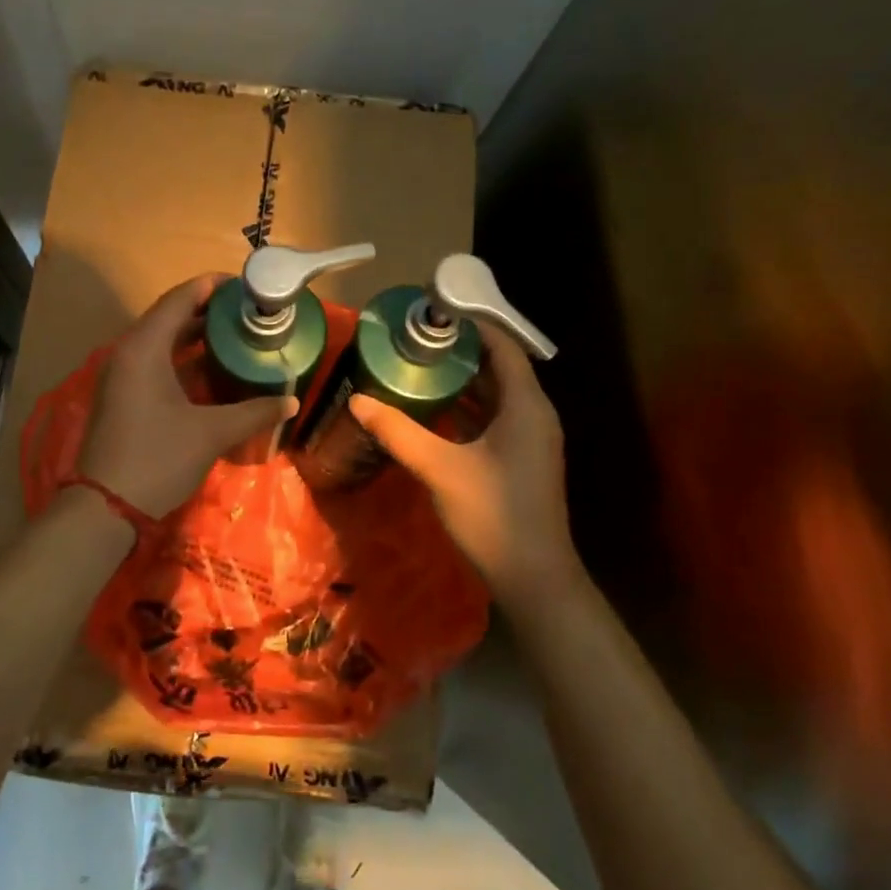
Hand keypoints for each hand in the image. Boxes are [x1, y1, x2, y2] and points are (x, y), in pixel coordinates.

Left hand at [77, 274, 297, 517]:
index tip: (245, 284)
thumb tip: (292, 402)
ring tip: (236, 334)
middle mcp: (127, 352)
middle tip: (247, 311)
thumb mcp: (211, 433)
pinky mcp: (121, 395)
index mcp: (144, 348)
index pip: (179, 299)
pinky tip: (211, 369)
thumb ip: (254, 412)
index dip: (211, 286)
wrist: (105, 507)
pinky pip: (154, 362)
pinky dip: (182, 359)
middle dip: (208, 311)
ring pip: (161, 341)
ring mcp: (121, 375)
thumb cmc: (158, 458)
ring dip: (195, 336)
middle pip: (169, 317)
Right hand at [351, 328, 584, 605]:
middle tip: (414, 339)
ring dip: (460, 380)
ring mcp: (528, 439)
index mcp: (525, 405)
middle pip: (498, 368)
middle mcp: (533, 414)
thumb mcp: (440, 468)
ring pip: (493, 395)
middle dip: (459, 351)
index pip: (503, 347)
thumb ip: (398, 431)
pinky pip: (492, 418)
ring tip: (416, 366)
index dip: (472, 325)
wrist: (533, 577)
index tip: (433, 312)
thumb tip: (357, 400)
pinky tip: (430, 410)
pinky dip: (464, 407)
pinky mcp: (519, 459)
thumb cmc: (493, 514)